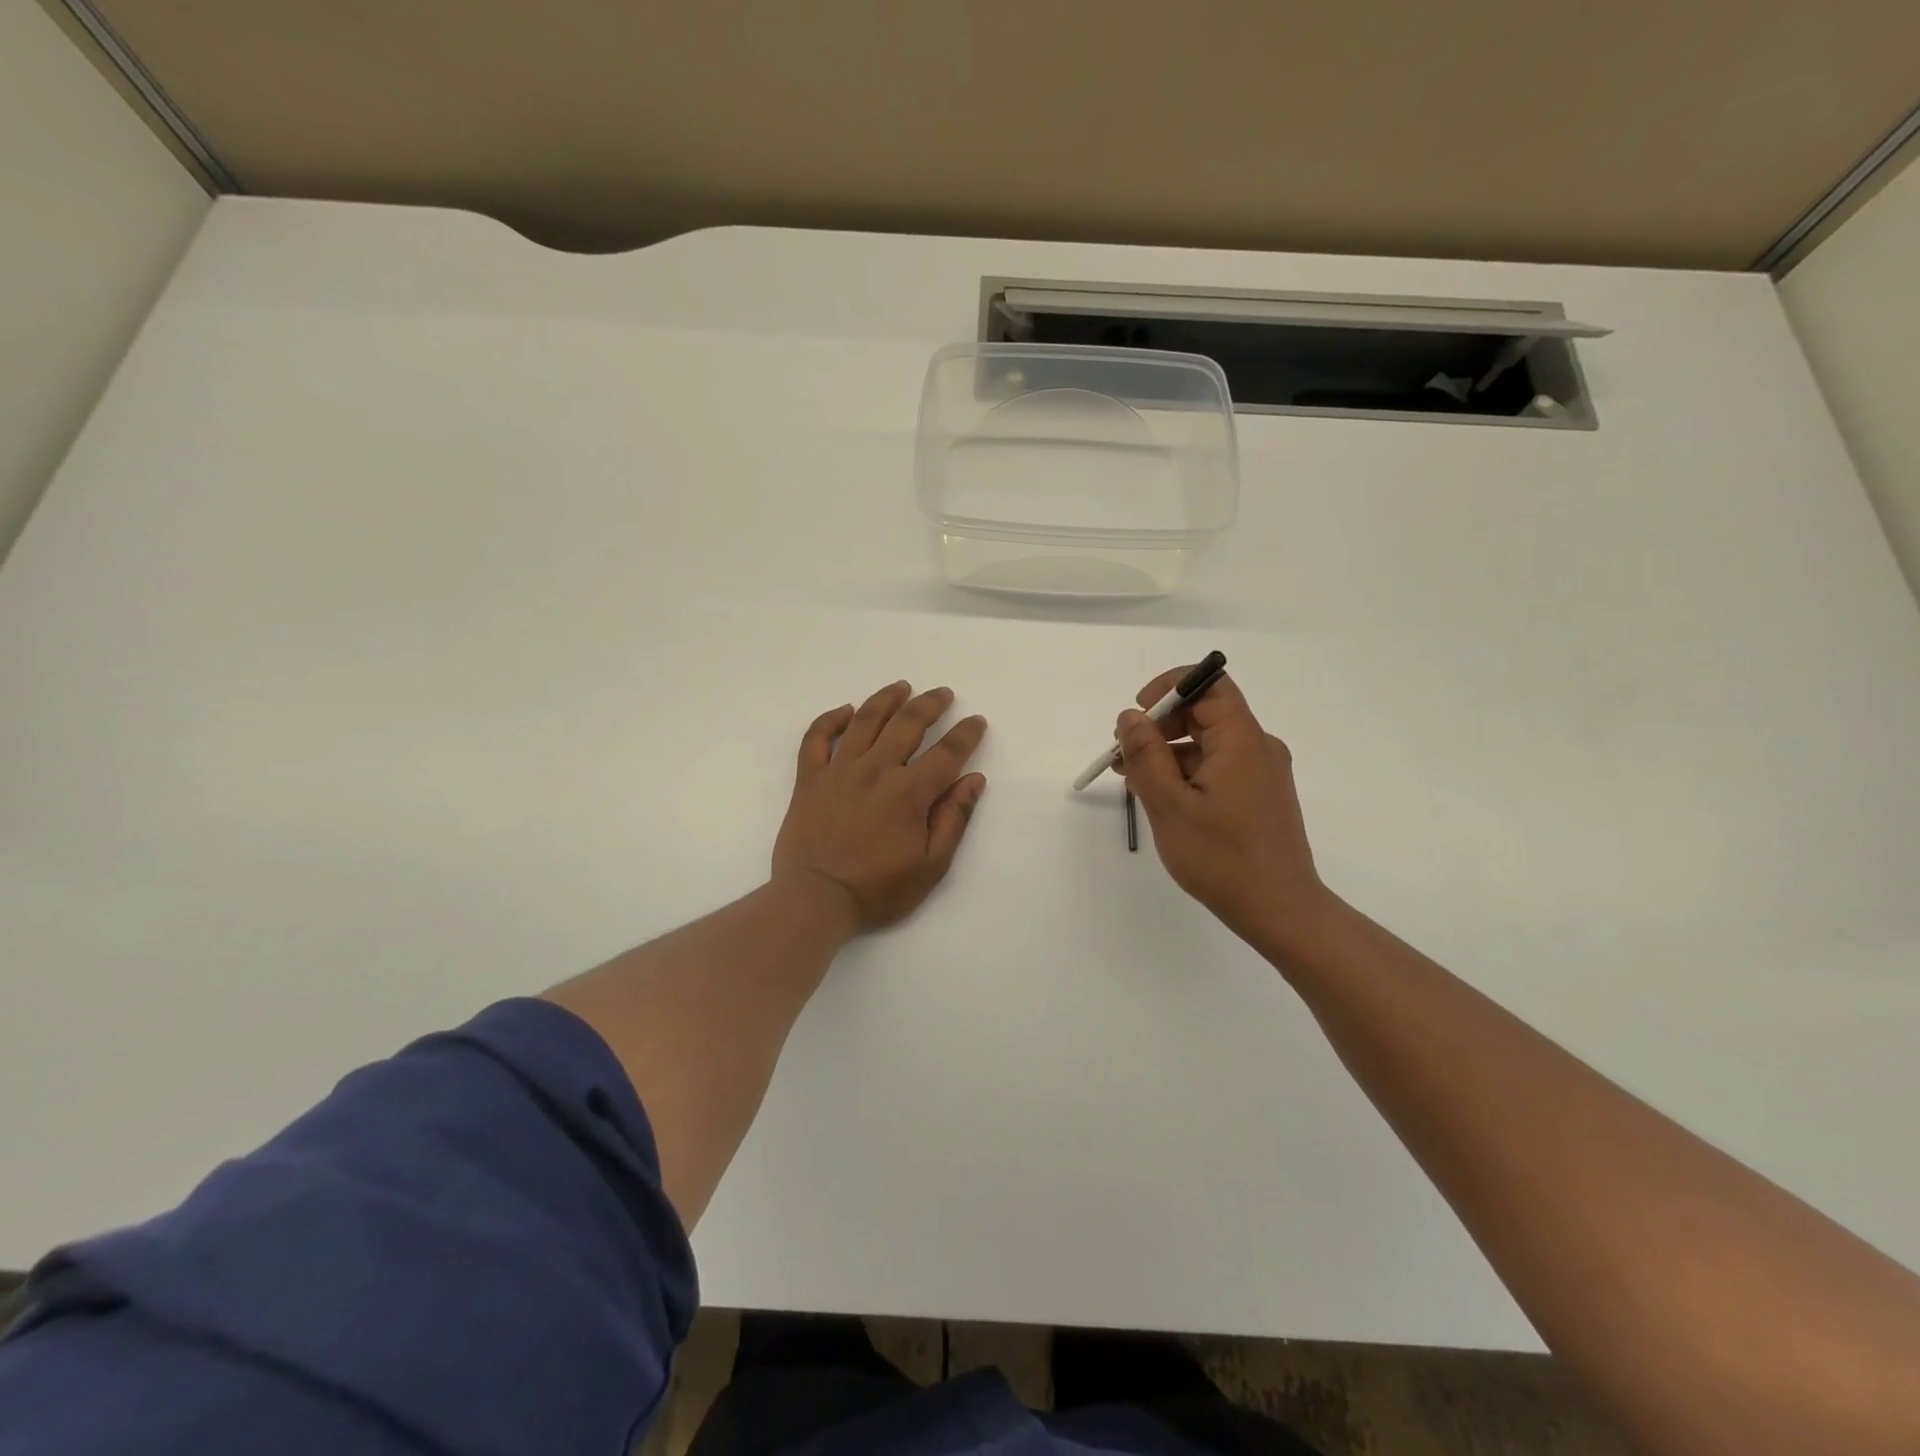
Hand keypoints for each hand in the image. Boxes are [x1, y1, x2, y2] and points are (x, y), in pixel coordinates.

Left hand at [773, 681, 987, 932]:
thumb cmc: (878, 890)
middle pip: (907, 724)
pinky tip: (846, 710)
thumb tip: (973, 780)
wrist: (815, 900)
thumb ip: (953, 819)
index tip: (976, 721)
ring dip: (886, 699)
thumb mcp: (931, 866)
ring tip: (902, 687)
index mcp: (909, 792)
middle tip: (942, 693)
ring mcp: (839, 770)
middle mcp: (876, 770)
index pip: (946, 753)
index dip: (965, 734)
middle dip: (929, 704)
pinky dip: (831, 719)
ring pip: (865, 721)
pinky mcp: (809, 778)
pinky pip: (817, 738)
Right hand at [1115, 668, 1330, 944]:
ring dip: (1168, 752)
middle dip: (1160, 725)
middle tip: (1124, 755)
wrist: (1280, 910)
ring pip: (1208, 742)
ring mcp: (1261, 772)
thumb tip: (1130, 716)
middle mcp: (1257, 747)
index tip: (1137, 715)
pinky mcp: (1259, 794)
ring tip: (1134, 781)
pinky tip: (1162, 798)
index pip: (1209, 685)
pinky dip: (1187, 772)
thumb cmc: (1222, 857)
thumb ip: (1146, 755)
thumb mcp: (1170, 805)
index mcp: (1241, 741)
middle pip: (1205, 713)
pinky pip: (1218, 766)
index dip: (1169, 688)